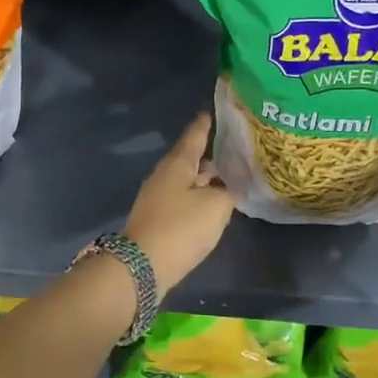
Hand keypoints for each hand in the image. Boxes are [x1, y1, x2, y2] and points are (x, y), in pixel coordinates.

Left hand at [124, 111, 235, 291]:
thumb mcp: (216, 207)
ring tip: (229, 175)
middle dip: (211, 153)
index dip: (207, 123)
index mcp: (178, 163)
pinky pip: (182, 198)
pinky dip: (198, 196)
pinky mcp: (158, 217)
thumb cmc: (181, 228)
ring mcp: (158, 196)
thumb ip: (228, 190)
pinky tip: (213, 203)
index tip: (216, 111)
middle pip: (190, 157)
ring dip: (206, 177)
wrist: (142, 266)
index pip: (195, 134)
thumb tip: (229, 184)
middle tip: (235, 147)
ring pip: (187, 179)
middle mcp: (165, 174)